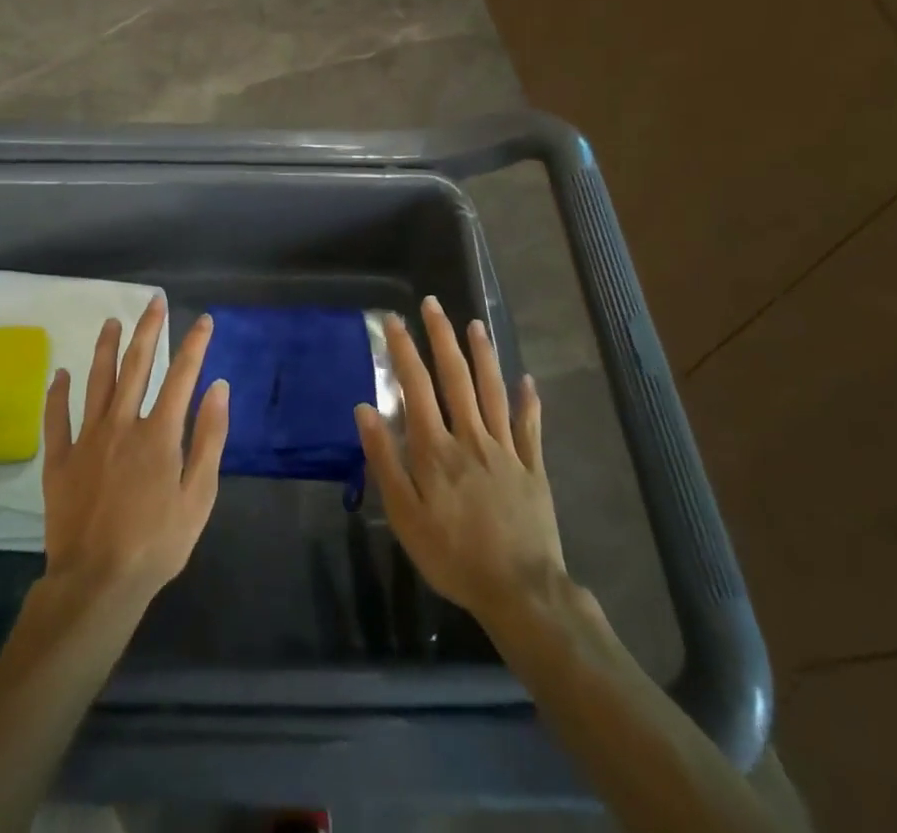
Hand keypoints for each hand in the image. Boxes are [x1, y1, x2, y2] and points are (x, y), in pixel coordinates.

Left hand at [41, 296, 229, 608]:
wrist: (98, 582)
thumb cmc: (158, 543)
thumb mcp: (199, 496)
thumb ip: (210, 438)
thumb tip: (219, 388)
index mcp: (159, 433)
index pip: (182, 375)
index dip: (195, 344)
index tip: (204, 320)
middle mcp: (122, 424)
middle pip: (136, 365)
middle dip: (148, 329)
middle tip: (154, 301)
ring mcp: (87, 439)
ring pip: (97, 381)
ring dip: (105, 348)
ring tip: (111, 321)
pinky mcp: (60, 459)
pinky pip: (57, 418)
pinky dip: (58, 394)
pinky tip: (61, 374)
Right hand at [355, 297, 574, 631]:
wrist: (520, 591)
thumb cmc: (452, 555)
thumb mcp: (404, 515)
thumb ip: (385, 459)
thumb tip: (365, 409)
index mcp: (436, 448)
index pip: (416, 386)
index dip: (403, 350)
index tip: (393, 320)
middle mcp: (471, 437)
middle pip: (456, 377)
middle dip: (442, 337)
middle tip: (433, 304)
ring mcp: (505, 450)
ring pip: (493, 391)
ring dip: (483, 355)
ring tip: (475, 324)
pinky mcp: (532, 468)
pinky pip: (529, 427)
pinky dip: (528, 401)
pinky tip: (526, 380)